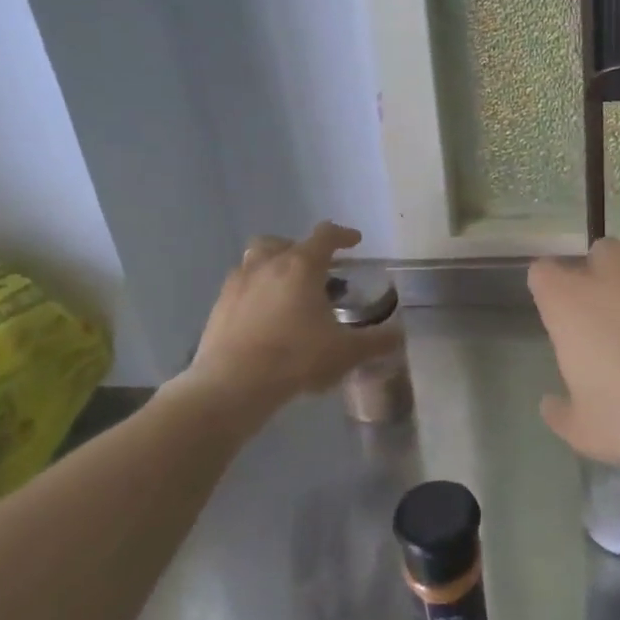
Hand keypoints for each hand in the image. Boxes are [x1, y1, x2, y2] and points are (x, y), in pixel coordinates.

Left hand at [190, 223, 401, 405]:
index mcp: (301, 266)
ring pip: (256, 259)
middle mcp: (268, 264)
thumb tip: (399, 334)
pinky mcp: (219, 305)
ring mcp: (239, 282)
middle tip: (315, 270)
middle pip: (283, 242)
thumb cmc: (296, 358)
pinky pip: (240, 285)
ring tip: (287, 290)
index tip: (355, 241)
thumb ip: (376, 341)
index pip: (325, 235)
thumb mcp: (346, 353)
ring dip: (273, 266)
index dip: (343, 235)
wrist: (232, 384)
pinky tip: (263, 316)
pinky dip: (255, 291)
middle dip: (301, 250)